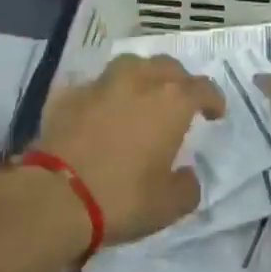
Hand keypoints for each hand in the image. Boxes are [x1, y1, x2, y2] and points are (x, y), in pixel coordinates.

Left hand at [31, 55, 223, 246]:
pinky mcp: (70, 94)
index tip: (214, 114)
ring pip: (130, 65)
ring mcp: (101, 83)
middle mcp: (139, 81)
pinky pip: (95, 85)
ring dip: (142, 77)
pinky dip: (104, 94)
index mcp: (171, 101)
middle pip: (167, 67)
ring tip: (141, 95)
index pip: (203, 87)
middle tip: (179, 102)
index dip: (213, 99)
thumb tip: (187, 175)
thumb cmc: (122, 197)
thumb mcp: (168, 205)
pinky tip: (100, 110)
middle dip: (179, 81)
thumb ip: (187, 186)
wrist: (55, 196)